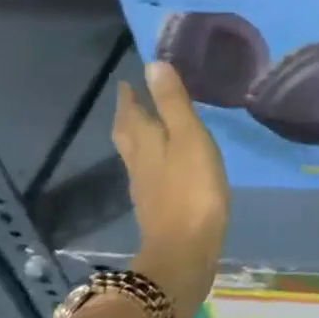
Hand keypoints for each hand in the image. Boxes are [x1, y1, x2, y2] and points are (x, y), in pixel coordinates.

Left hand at [114, 64, 230, 317]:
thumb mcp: (189, 138)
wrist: (185, 252)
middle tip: (132, 100)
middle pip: (127, 135)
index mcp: (145, 142)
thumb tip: (152, 65)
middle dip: (128, 116)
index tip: (127, 81)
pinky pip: (150, 173)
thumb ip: (173, 103)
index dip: (129, 97)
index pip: (130, 113)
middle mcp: (139, 163)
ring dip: (139, 137)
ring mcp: (147, 189)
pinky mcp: (159, 208)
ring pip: (136, 154)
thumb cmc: (192, 189)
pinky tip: (166, 164)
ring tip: (150, 125)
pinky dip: (154, 159)